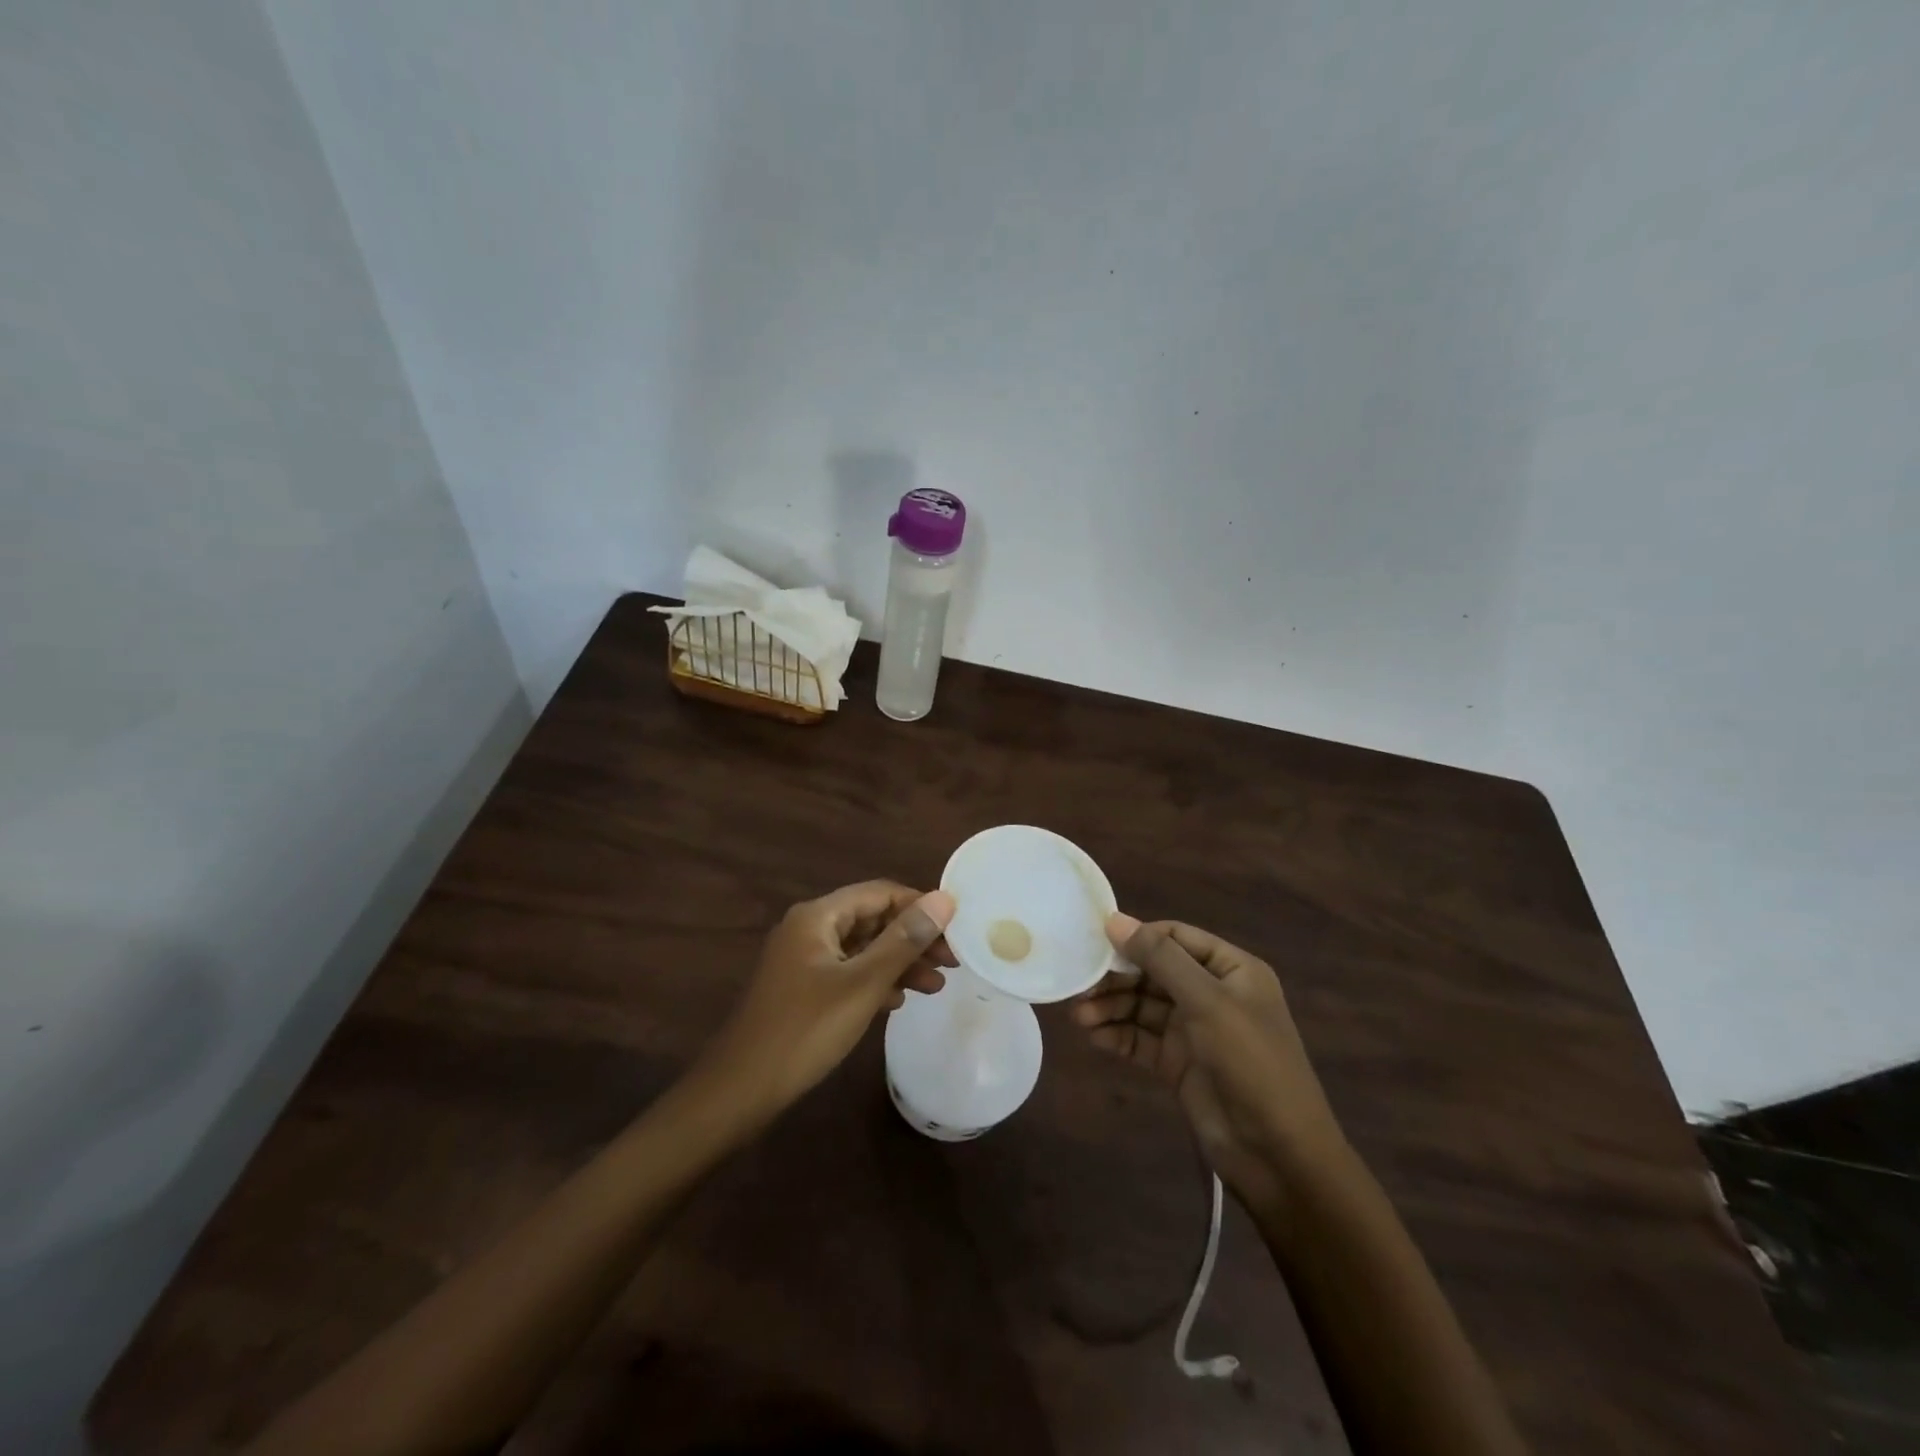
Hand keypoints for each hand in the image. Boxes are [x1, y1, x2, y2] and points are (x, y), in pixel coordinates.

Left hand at [699, 881, 955, 1117]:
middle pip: (872, 920)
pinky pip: (847, 972)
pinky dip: (875, 981)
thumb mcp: (863, 984)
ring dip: (898, 963)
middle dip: (913, 939)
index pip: (880, 893)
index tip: (956, 930)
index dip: (920, 907)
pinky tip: (898, 1001)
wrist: (740, 1090)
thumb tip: (944, 900)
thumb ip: (904, 940)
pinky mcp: (802, 988)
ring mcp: (803, 959)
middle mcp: (808, 928)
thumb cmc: (805, 1030)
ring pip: (862, 948)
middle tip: (952, 962)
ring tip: (935, 987)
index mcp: (818, 916)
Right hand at [1074, 916, 1346, 1219]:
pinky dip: (1118, 1035)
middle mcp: (1212, 993)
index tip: (1096, 942)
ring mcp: (1194, 1031)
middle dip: (1118, 977)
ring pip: (1143, 1006)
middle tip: (1080, 985)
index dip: (1138, 936)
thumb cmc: (1250, 1062)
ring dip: (1112, 1007)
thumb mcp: (1207, 1002)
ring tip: (1079, 1016)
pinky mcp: (1178, 1064)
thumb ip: (1160, 958)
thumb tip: (1115, 920)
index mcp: (1231, 970)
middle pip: (1154, 972)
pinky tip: (1093, 1036)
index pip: (1176, 937)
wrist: (1279, 1156)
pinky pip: (1142, 1039)